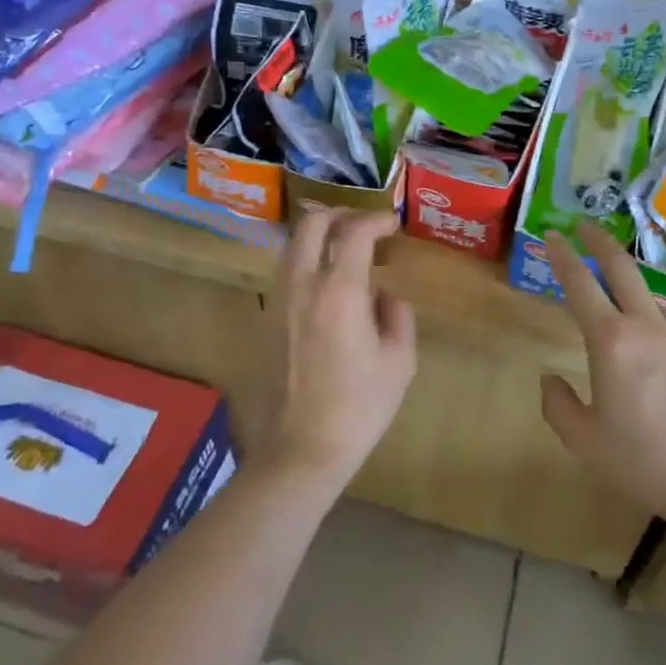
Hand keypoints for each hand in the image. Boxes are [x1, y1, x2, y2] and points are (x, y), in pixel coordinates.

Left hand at [254, 208, 416, 489]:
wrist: (301, 450)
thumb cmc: (359, 407)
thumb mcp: (399, 361)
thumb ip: (397, 315)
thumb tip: (383, 296)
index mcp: (339, 291)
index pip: (354, 232)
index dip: (376, 219)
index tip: (393, 224)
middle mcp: (302, 286)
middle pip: (311, 224)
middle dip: (340, 214)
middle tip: (364, 226)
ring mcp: (278, 302)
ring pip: (292, 246)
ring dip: (319, 237)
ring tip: (345, 252)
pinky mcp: (266, 321)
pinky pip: (286, 274)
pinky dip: (307, 263)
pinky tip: (326, 287)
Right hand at [542, 222, 665, 529]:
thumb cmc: (644, 461)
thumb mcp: (585, 442)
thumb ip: (558, 405)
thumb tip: (550, 379)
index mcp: (611, 342)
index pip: (580, 284)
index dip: (562, 256)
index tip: (553, 235)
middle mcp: (648, 328)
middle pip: (623, 269)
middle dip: (601, 243)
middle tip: (585, 227)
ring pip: (650, 303)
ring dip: (630, 295)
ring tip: (617, 314)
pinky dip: (655, 337)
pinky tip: (656, 370)